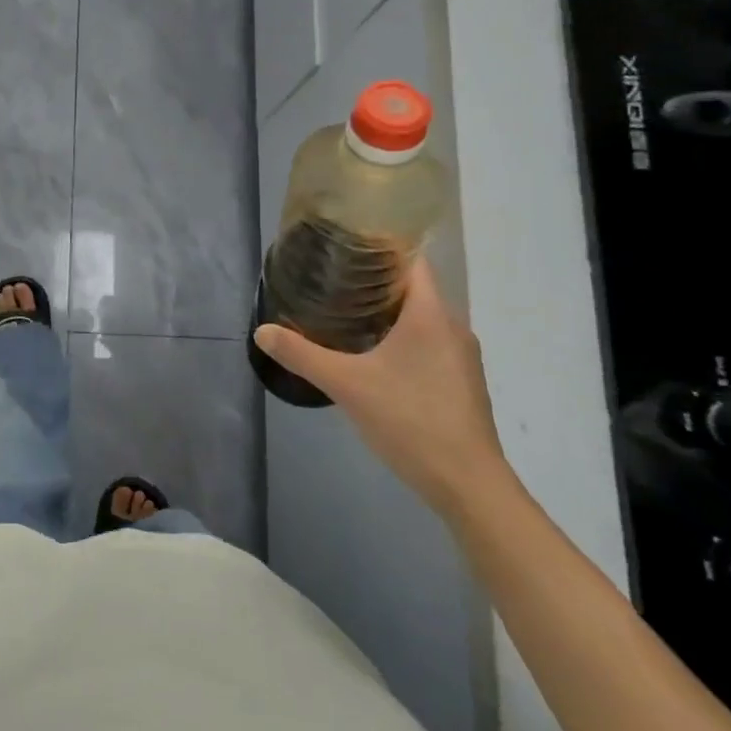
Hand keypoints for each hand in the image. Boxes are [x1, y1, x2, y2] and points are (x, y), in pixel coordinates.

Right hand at [252, 262, 514, 520]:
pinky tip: (370, 355)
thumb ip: (302, 355)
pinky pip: (427, 343)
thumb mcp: (346, 384)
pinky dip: (399, 338)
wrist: (468, 485)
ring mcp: (460, 357)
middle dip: (373, 281)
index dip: (380, 247)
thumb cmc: (410, 420)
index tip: (343, 245)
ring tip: (343, 312)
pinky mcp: (460, 382)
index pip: (411, 261)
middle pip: (412, 288)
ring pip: (420, 318)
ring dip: (386, 312)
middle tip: (330, 279)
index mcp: (430, 314)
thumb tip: (262, 331)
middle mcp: (452, 327)